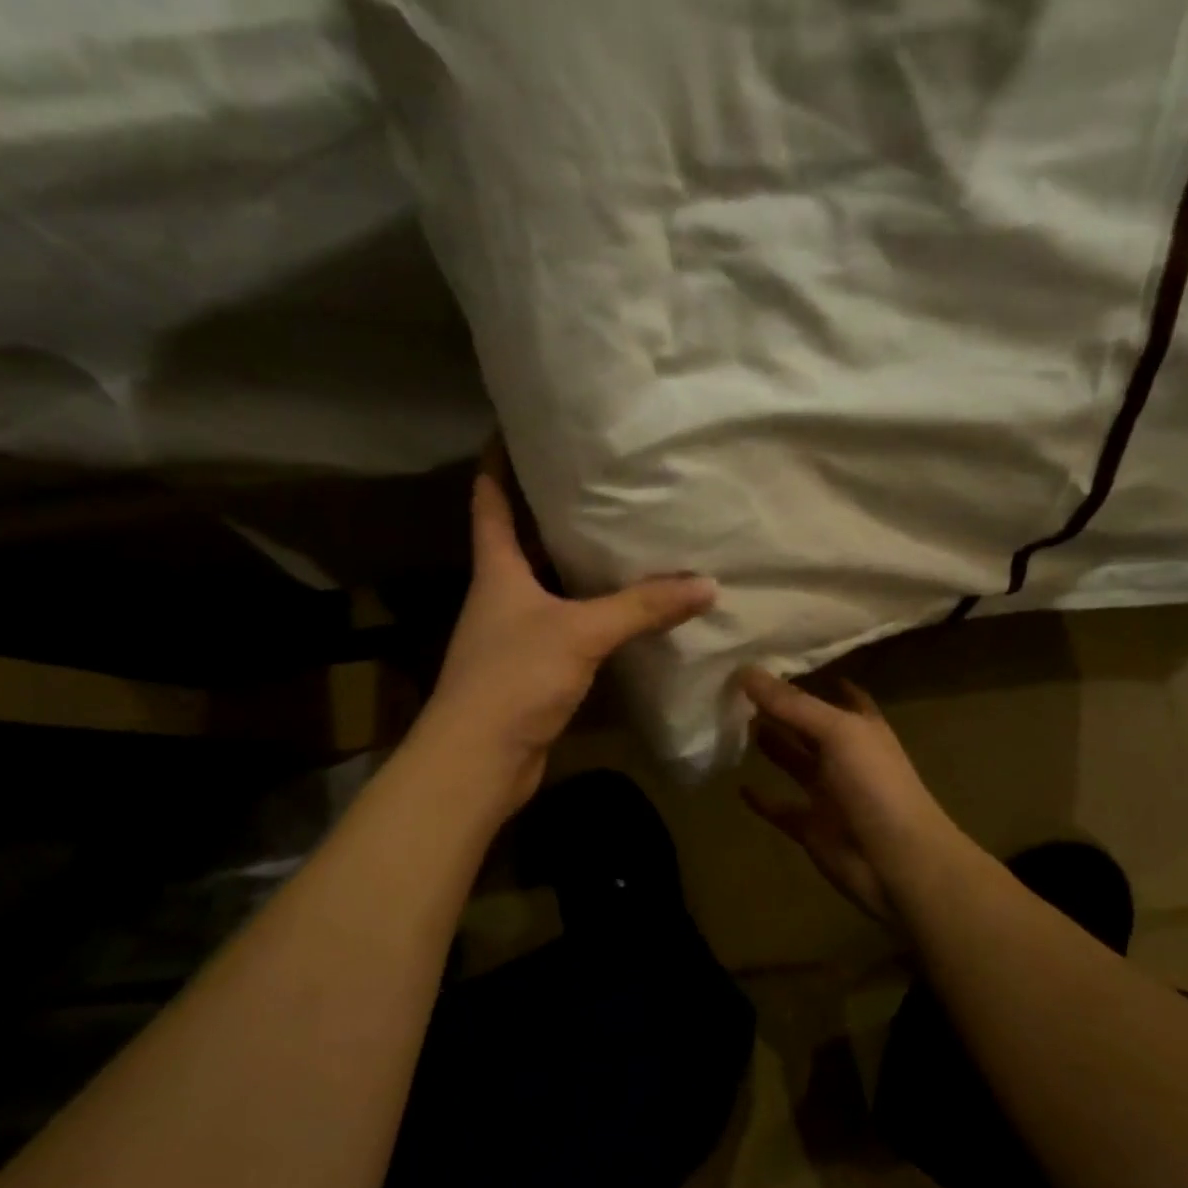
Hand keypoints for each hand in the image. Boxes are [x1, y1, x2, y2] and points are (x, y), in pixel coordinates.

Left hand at [418, 445, 715, 811]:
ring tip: (621, 536)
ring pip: (548, 586)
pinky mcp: (532, 670)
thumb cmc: (515, 677)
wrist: (480, 760)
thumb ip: (642, 606)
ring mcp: (514, 635)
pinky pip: (566, 627)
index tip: (515, 428)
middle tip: (596, 479)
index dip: (497, 462)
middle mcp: (500, 595)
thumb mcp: (581, 632)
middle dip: (550, 510)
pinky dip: (591, 614)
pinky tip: (624, 610)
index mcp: (496, 570)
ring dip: (575, 565)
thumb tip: (707, 585)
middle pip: (521, 541)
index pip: (490, 500)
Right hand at [738, 668, 958, 925]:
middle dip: (780, 710)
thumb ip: (792, 704)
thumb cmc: (875, 785)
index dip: (815, 679)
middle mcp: (845, 756)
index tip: (778, 662)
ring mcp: (829, 793)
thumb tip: (744, 670)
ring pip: (794, 763)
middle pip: (808, 728)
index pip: (839, 696)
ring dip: (770, 746)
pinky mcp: (812, 827)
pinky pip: (782, 809)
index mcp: (861, 728)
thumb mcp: (836, 732)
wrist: (897, 862)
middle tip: (737, 691)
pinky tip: (739, 786)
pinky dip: (762, 800)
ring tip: (733, 724)